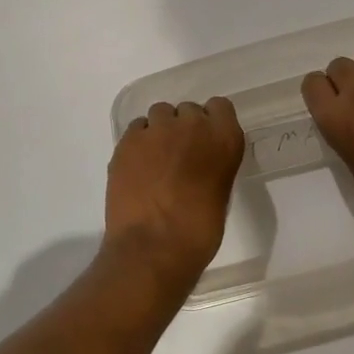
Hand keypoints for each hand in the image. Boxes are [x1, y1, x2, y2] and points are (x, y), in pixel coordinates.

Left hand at [105, 97, 245, 281]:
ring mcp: (157, 130)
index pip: (220, 106)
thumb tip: (197, 163)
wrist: (153, 248)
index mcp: (225, 139)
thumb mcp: (220, 192)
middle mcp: (193, 125)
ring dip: (160, 131)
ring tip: (155, 159)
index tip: (205, 140)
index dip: (211, 121)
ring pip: (159, 114)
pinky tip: (137, 166)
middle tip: (178, 155)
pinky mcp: (128, 141)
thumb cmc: (198, 231)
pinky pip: (136, 128)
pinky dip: (138, 142)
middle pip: (187, 110)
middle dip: (183, 127)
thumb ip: (212, 164)